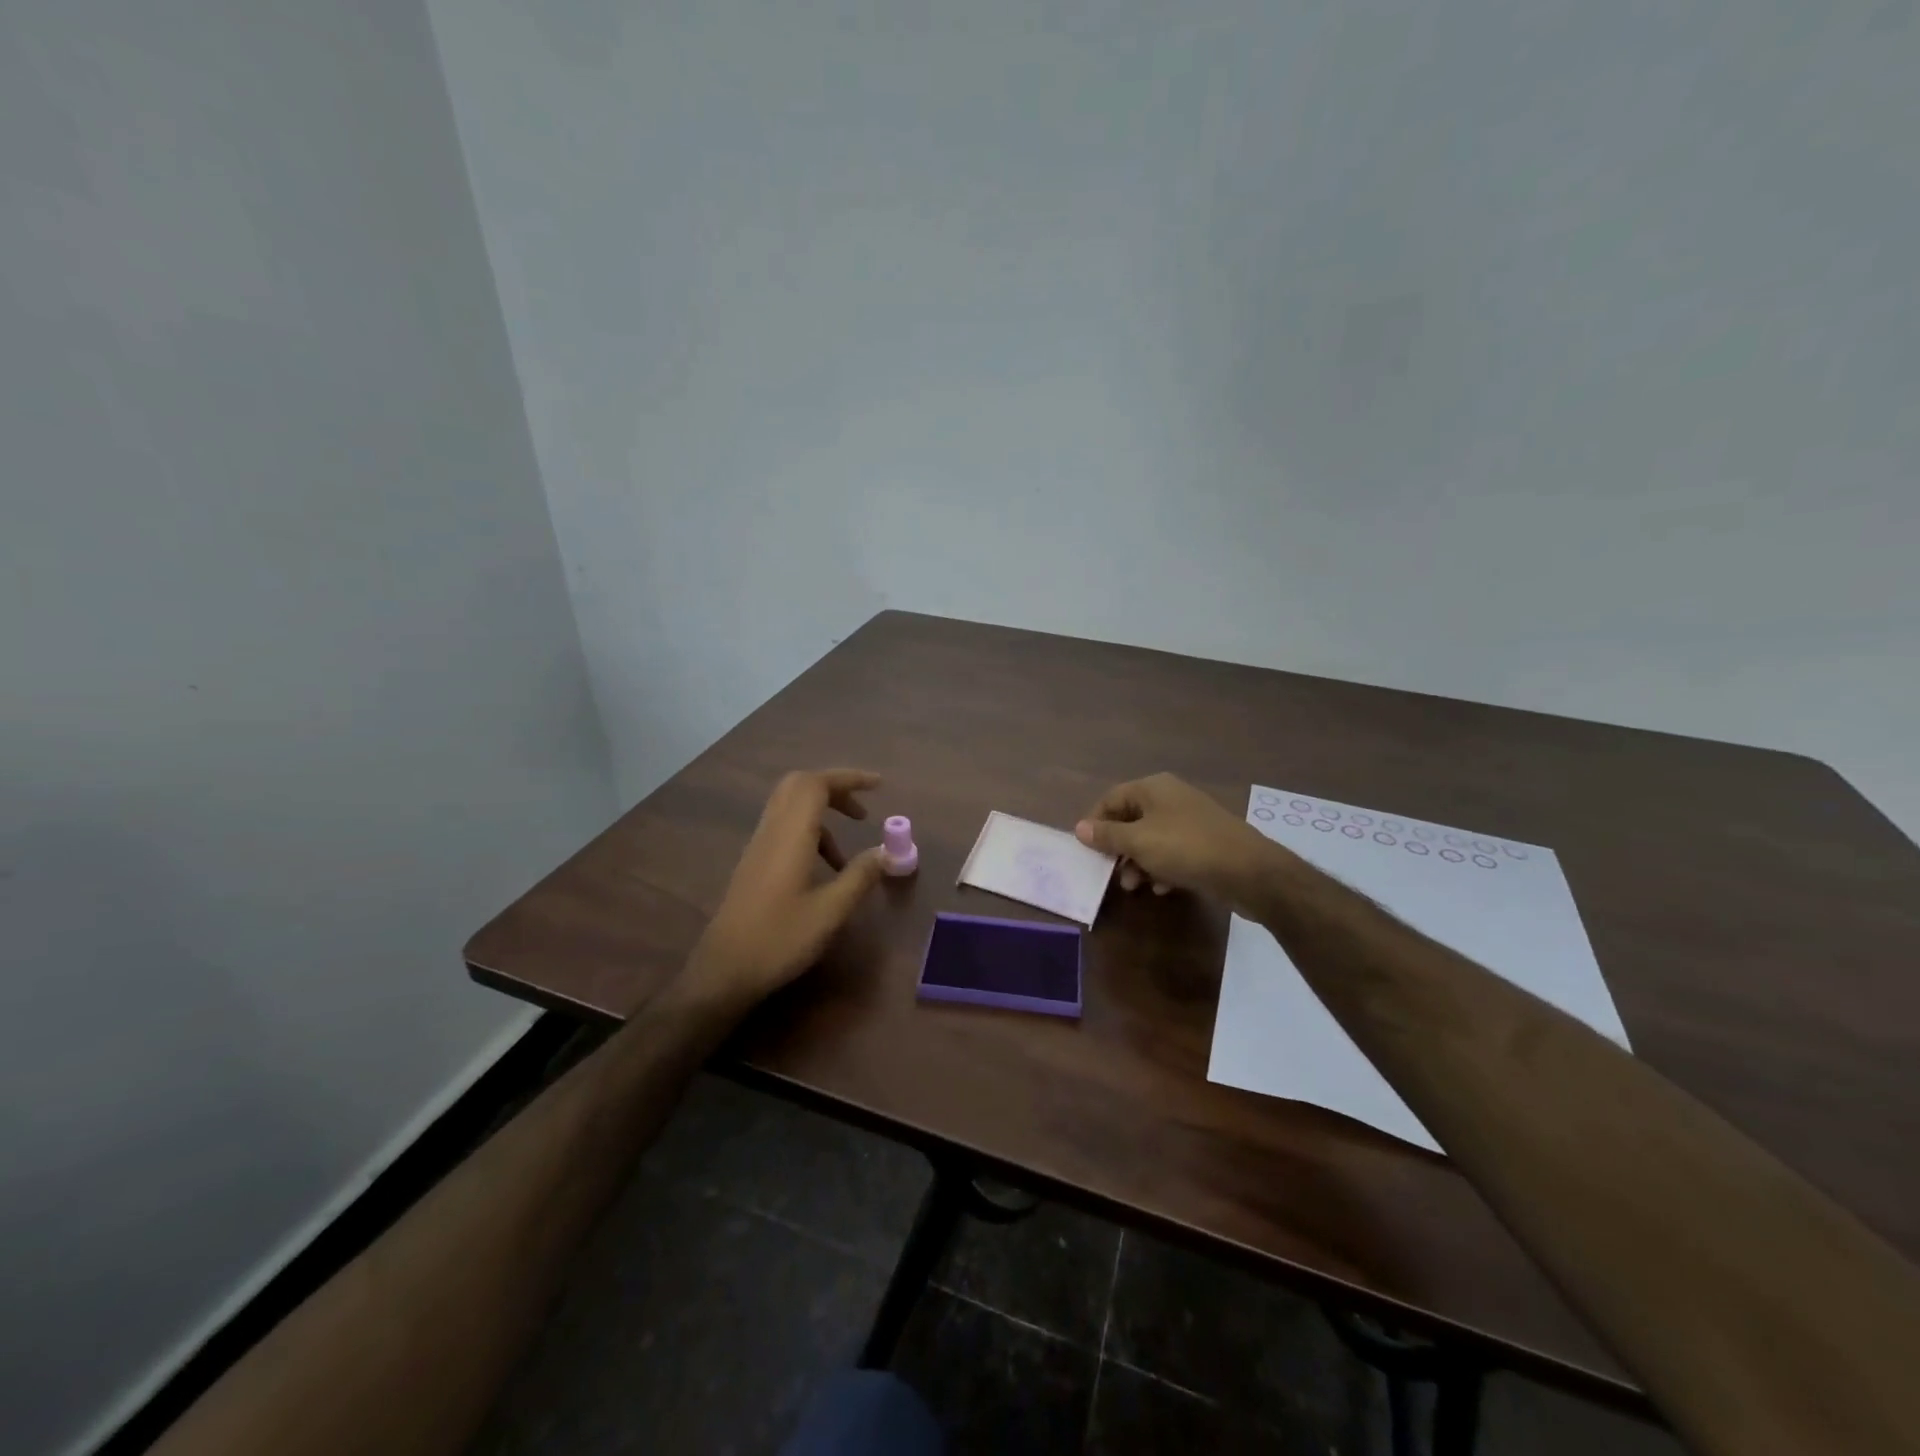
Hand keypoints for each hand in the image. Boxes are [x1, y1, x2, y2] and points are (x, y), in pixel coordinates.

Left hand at [683, 769, 889, 1007]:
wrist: (724, 971)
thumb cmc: (779, 940)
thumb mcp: (830, 912)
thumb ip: (859, 876)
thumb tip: (885, 852)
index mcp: (790, 835)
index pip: (816, 784)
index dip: (849, 778)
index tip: (879, 786)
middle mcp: (771, 831)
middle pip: (799, 786)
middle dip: (834, 789)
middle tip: (862, 810)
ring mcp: (758, 846)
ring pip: (790, 807)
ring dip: (823, 814)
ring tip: (849, 851)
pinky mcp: (754, 863)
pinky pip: (784, 828)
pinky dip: (810, 833)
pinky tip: (825, 869)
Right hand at [1075, 773, 1279, 910]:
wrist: (1249, 871)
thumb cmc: (1186, 849)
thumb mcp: (1139, 842)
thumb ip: (1107, 835)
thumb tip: (1079, 827)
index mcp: (1153, 788)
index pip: (1111, 798)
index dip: (1095, 822)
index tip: (1086, 849)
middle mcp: (1171, 798)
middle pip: (1131, 819)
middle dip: (1118, 848)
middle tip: (1110, 872)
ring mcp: (1190, 820)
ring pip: (1152, 839)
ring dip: (1138, 862)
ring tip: (1135, 886)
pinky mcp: (1205, 843)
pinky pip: (1173, 852)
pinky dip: (1162, 868)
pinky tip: (1163, 888)